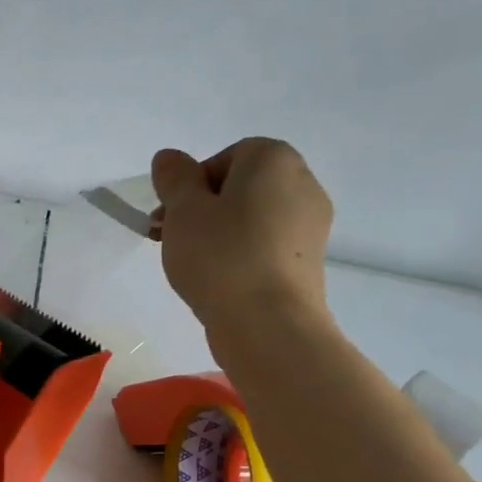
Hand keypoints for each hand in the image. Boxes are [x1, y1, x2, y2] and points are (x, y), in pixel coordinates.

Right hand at [149, 138, 334, 351]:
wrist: (269, 323)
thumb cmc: (221, 256)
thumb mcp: (183, 211)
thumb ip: (174, 179)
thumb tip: (170, 158)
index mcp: (274, 159)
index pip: (225, 157)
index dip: (192, 184)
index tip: (171, 215)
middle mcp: (302, 183)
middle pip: (240, 187)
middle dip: (203, 209)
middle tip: (172, 239)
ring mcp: (311, 224)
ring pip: (252, 218)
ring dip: (220, 233)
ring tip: (193, 264)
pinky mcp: (308, 261)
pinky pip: (266, 245)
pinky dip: (241, 254)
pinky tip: (220, 280)